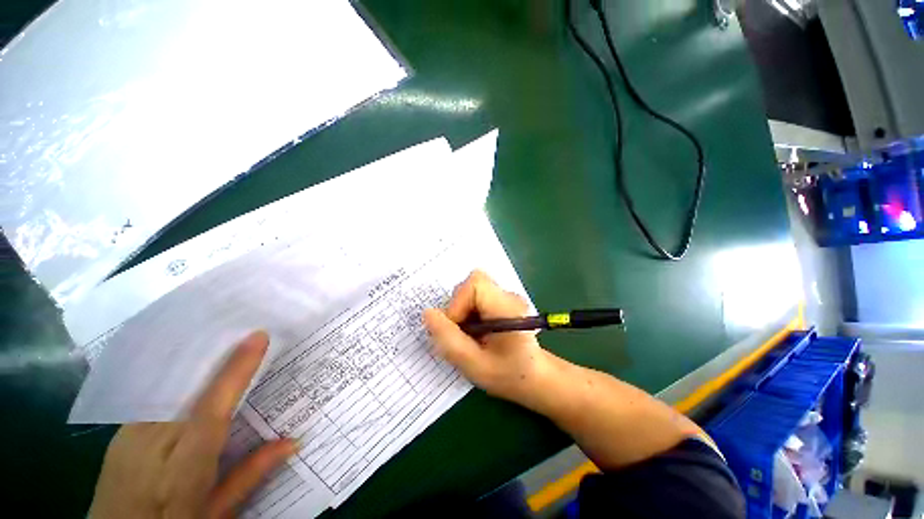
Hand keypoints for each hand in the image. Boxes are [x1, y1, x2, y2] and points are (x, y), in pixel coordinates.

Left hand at [89, 331, 296, 518]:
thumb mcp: (214, 513)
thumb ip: (250, 474)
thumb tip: (293, 441)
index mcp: (182, 470)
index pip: (212, 410)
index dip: (235, 371)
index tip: (258, 336)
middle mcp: (150, 444)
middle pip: (187, 388)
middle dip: (216, 354)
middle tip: (243, 326)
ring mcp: (128, 435)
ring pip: (166, 385)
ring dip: (195, 360)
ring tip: (220, 337)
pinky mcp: (119, 432)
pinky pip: (152, 394)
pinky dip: (174, 376)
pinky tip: (189, 368)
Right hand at [423, 270, 549, 405]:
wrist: (534, 376)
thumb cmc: (508, 375)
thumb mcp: (474, 365)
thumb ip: (449, 340)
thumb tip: (428, 313)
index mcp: (508, 308)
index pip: (475, 284)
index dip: (457, 303)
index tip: (457, 330)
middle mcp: (508, 295)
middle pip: (471, 284)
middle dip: (458, 308)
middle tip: (463, 335)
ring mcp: (505, 296)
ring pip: (470, 290)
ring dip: (462, 311)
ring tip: (471, 335)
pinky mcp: (500, 300)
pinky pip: (475, 297)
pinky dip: (467, 312)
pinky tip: (476, 331)